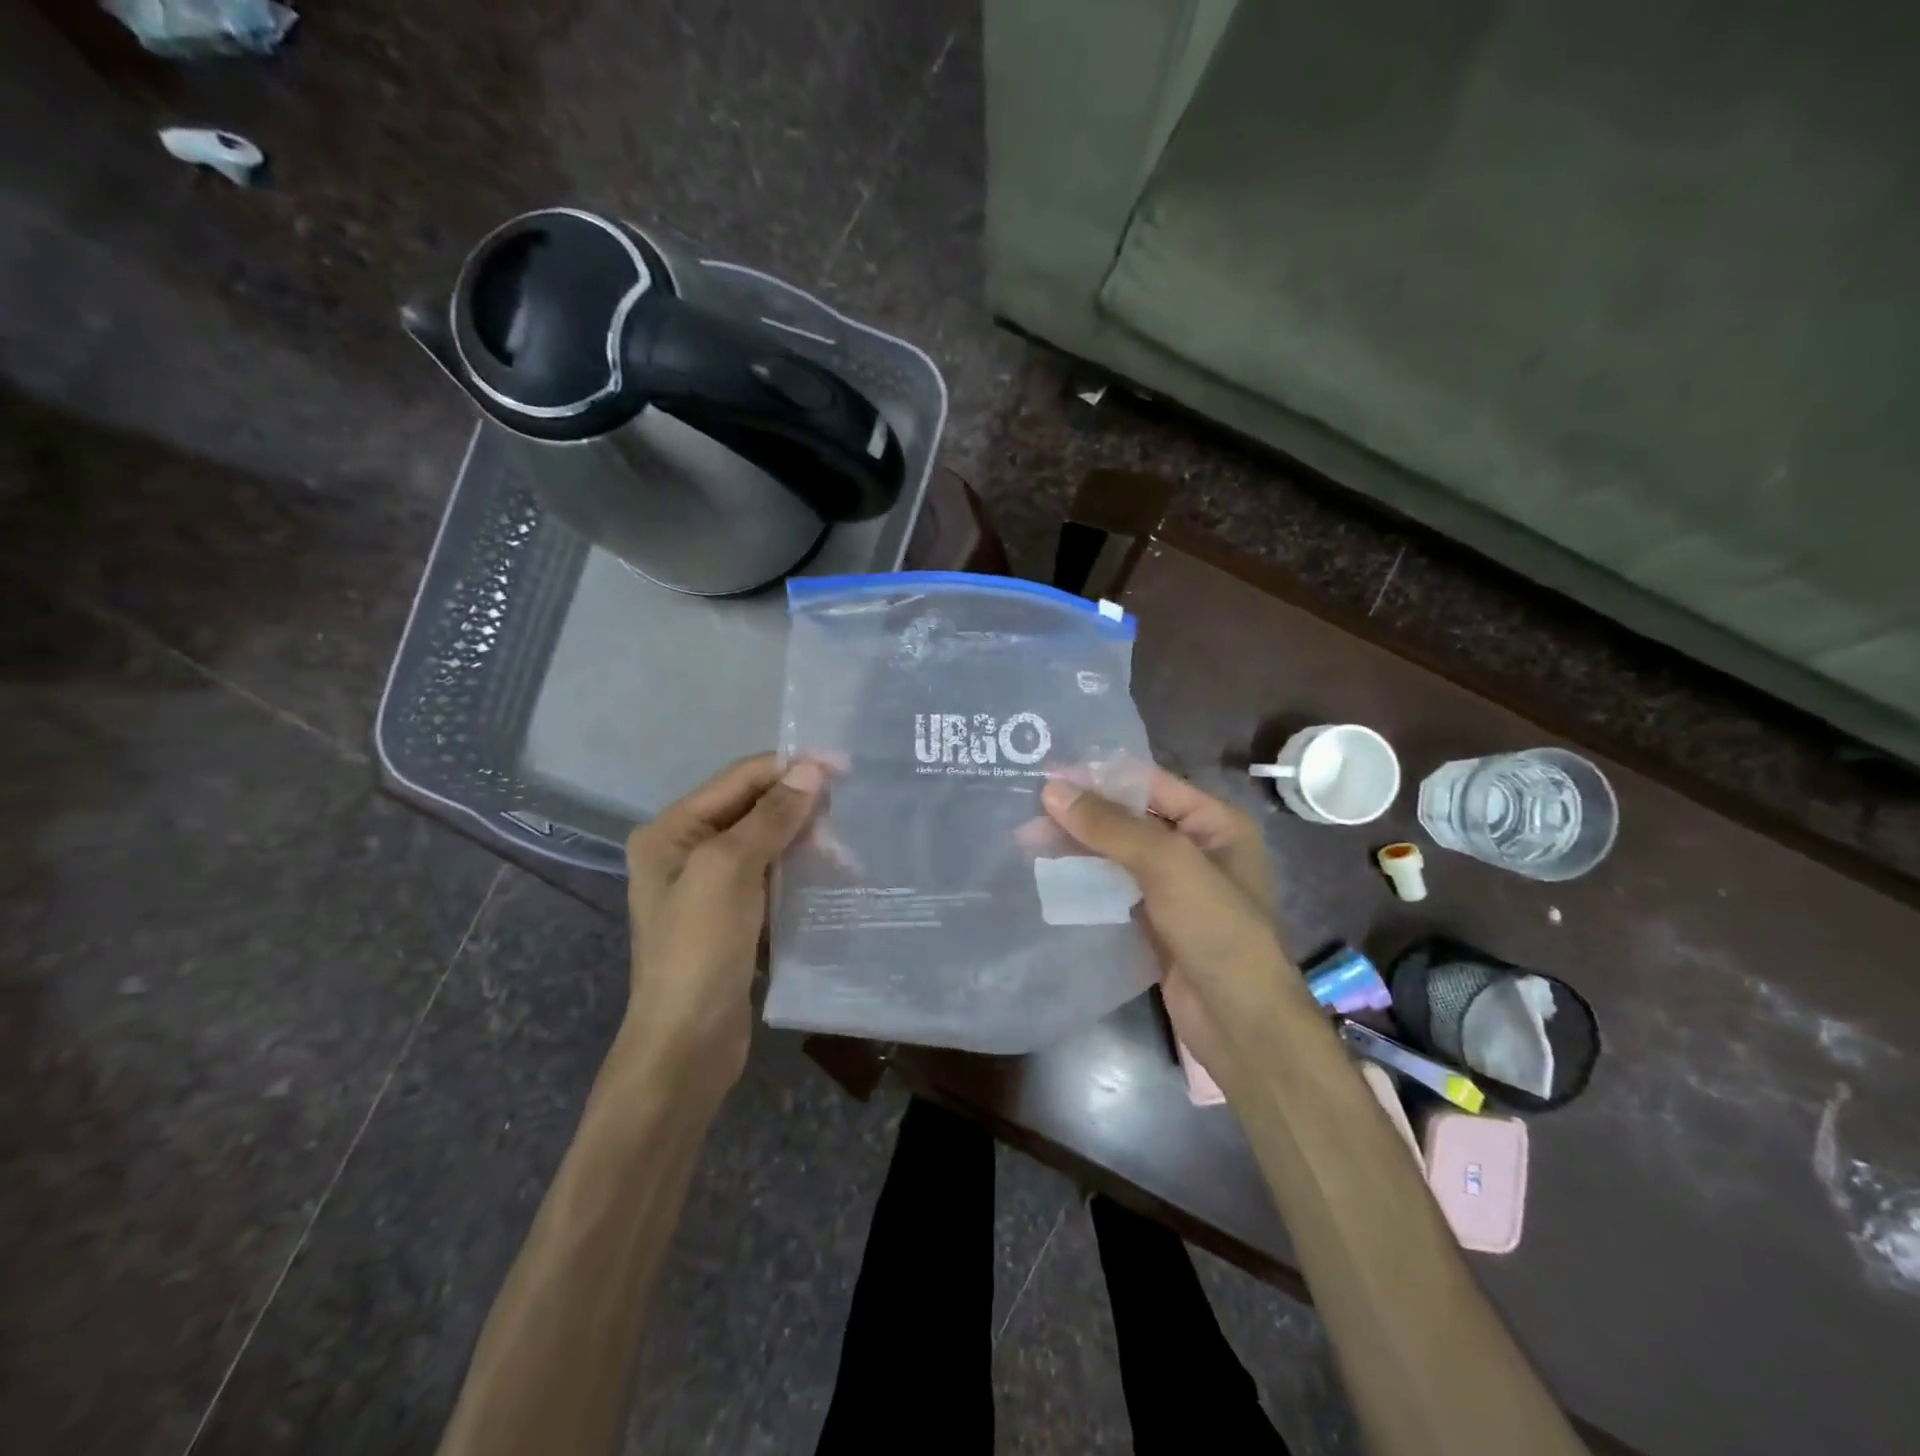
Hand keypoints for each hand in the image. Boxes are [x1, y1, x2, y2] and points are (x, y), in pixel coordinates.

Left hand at [623, 754, 823, 1089]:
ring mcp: (709, 884)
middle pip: (753, 808)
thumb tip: (812, 769)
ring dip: (805, 841)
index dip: (790, 768)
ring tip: (846, 855)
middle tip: (847, 819)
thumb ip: (770, 816)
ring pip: (767, 842)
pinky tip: (831, 875)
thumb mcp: (730, 871)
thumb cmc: (698, 950)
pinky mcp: (733, 914)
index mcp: (672, 830)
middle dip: (800, 808)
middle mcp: (687, 849)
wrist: (685, 1045)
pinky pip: (771, 875)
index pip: (740, 779)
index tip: (844, 766)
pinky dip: (800, 870)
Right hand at [1041, 768, 1297, 1084]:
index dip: (1099, 777)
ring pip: (1117, 855)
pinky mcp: (1155, 921)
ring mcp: (1175, 888)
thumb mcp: (1168, 865)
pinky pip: (1114, 889)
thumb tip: (1051, 790)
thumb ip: (1110, 826)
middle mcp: (1196, 848)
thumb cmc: (1216, 929)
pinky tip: (1049, 874)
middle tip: (1027, 810)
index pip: (1149, 784)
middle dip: (1082, 814)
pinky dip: (1085, 880)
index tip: (1046, 774)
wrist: (1241, 1024)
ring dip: (1078, 847)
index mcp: (1215, 823)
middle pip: (1130, 819)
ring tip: (1027, 839)